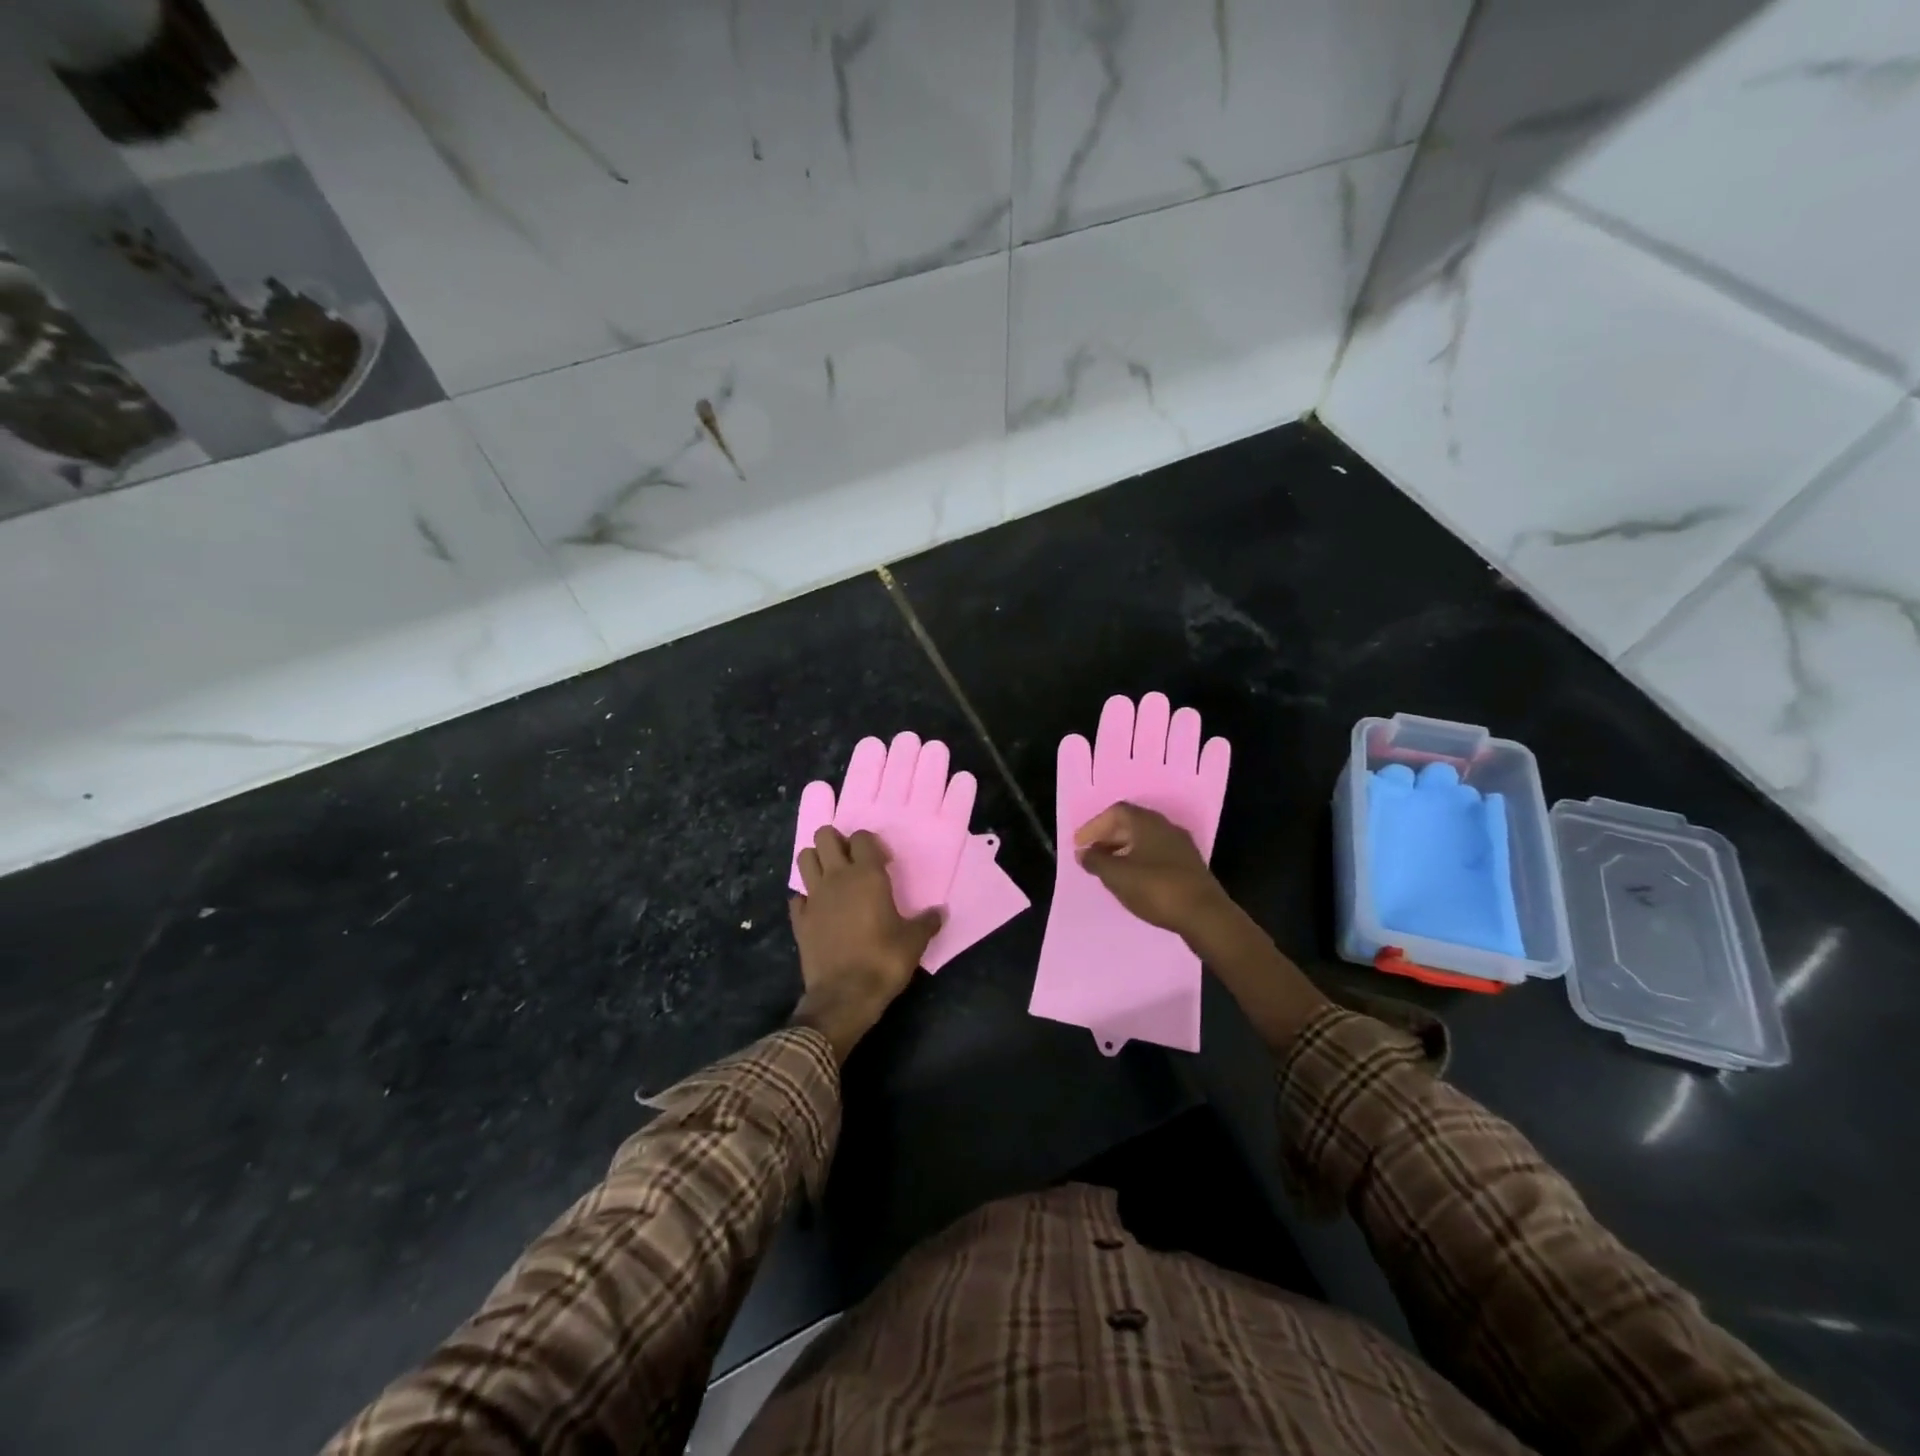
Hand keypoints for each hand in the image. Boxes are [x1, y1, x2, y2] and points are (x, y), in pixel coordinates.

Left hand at [790, 826, 940, 1061]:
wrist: (845, 995)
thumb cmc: (884, 960)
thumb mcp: (914, 941)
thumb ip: (927, 922)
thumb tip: (940, 912)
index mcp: (867, 875)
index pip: (862, 837)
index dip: (871, 844)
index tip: (883, 863)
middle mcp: (837, 878)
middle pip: (825, 837)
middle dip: (836, 841)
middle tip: (851, 861)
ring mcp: (813, 897)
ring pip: (804, 858)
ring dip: (816, 861)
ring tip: (831, 877)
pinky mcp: (798, 920)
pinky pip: (797, 896)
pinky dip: (806, 898)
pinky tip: (818, 910)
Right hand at [1073, 802, 1232, 941]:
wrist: (1205, 916)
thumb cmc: (1156, 888)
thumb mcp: (1117, 876)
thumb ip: (1096, 861)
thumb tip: (1083, 852)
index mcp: (1147, 822)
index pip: (1116, 812)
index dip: (1094, 826)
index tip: (1080, 845)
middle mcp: (1165, 827)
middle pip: (1131, 824)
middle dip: (1107, 838)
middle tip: (1091, 856)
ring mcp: (1180, 847)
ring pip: (1144, 841)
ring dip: (1122, 851)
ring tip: (1108, 870)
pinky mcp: (1188, 866)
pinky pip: (1156, 855)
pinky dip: (1138, 862)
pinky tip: (1132, 881)